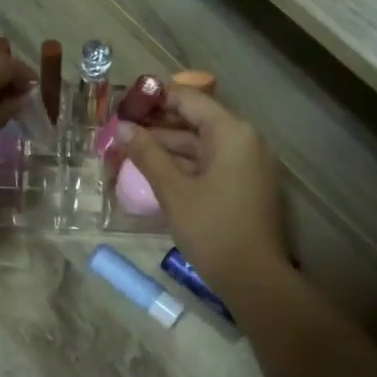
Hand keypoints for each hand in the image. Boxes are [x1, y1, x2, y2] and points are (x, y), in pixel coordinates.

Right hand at [115, 87, 289, 292]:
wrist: (254, 278)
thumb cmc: (213, 230)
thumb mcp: (174, 191)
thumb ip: (147, 155)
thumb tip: (123, 128)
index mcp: (232, 133)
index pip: (189, 100)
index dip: (156, 97)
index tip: (125, 103)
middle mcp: (245, 141)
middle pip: (196, 121)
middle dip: (158, 125)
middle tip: (122, 130)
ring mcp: (249, 164)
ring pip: (202, 144)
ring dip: (169, 147)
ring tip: (131, 151)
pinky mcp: (246, 185)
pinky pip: (212, 163)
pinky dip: (185, 164)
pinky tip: (156, 172)